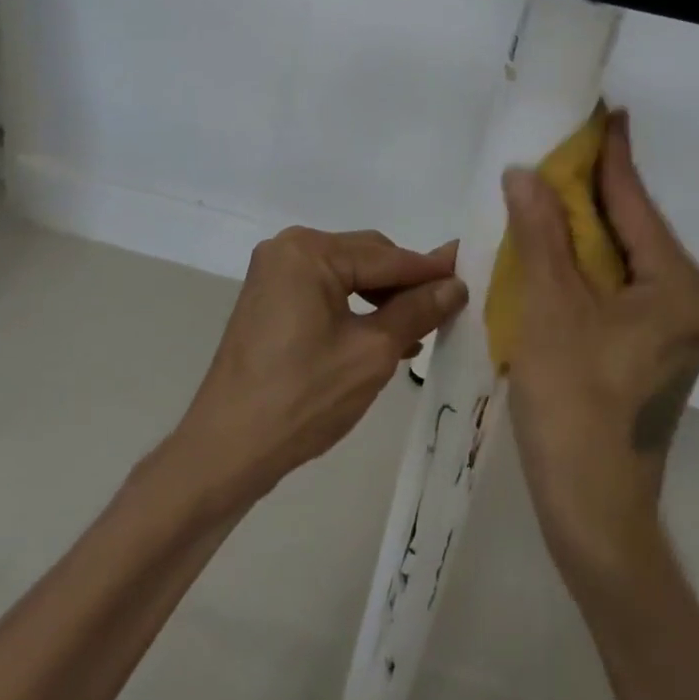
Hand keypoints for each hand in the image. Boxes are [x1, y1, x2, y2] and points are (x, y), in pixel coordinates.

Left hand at [174, 228, 466, 502]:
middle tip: (449, 307)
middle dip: (406, 284)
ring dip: (385, 299)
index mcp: (308, 251)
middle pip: (367, 259)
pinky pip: (328, 292)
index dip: (431, 270)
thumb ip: (417, 311)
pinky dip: (357, 309)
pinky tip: (387, 336)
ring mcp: (275, 275)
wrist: (226, 450)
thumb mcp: (372, 353)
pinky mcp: (271, 301)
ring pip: (349, 276)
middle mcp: (288, 249)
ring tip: (422, 328)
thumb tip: (455, 285)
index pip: (386, 257)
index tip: (472, 273)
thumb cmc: (302, 398)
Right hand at [502, 111, 698, 588]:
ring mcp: (671, 326)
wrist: (593, 511)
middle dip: (591, 189)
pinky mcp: (649, 346)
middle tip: (557, 147)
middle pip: (631, 228)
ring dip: (582, 226)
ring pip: (620, 257)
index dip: (612, 155)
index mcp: (679, 286)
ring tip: (547, 185)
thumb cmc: (575, 405)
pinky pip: (614, 285)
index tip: (603, 111)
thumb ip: (541, 234)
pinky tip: (552, 244)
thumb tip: (525, 173)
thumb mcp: (550, 308)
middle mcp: (688, 299)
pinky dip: (582, 262)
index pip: (636, 203)